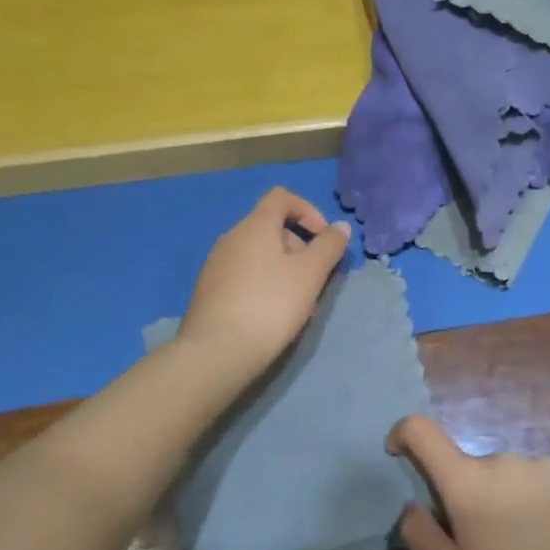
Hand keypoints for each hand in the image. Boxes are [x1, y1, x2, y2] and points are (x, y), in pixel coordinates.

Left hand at [176, 188, 348, 389]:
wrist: (217, 352)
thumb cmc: (270, 304)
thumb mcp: (311, 274)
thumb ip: (329, 246)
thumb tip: (340, 226)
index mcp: (254, 225)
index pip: (281, 197)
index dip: (307, 210)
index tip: (323, 238)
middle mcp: (231, 237)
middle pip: (271, 228)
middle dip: (299, 247)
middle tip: (315, 279)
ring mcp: (216, 265)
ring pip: (259, 256)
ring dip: (284, 270)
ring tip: (298, 304)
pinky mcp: (209, 291)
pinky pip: (244, 276)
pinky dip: (264, 285)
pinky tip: (272, 316)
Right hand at [388, 415, 549, 549]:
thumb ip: (422, 536)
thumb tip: (411, 506)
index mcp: (468, 480)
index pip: (422, 430)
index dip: (403, 434)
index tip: (398, 453)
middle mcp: (502, 458)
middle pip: (471, 469)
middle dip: (470, 498)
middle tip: (486, 546)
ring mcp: (543, 463)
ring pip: (509, 478)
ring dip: (507, 502)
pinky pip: (543, 484)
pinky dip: (539, 505)